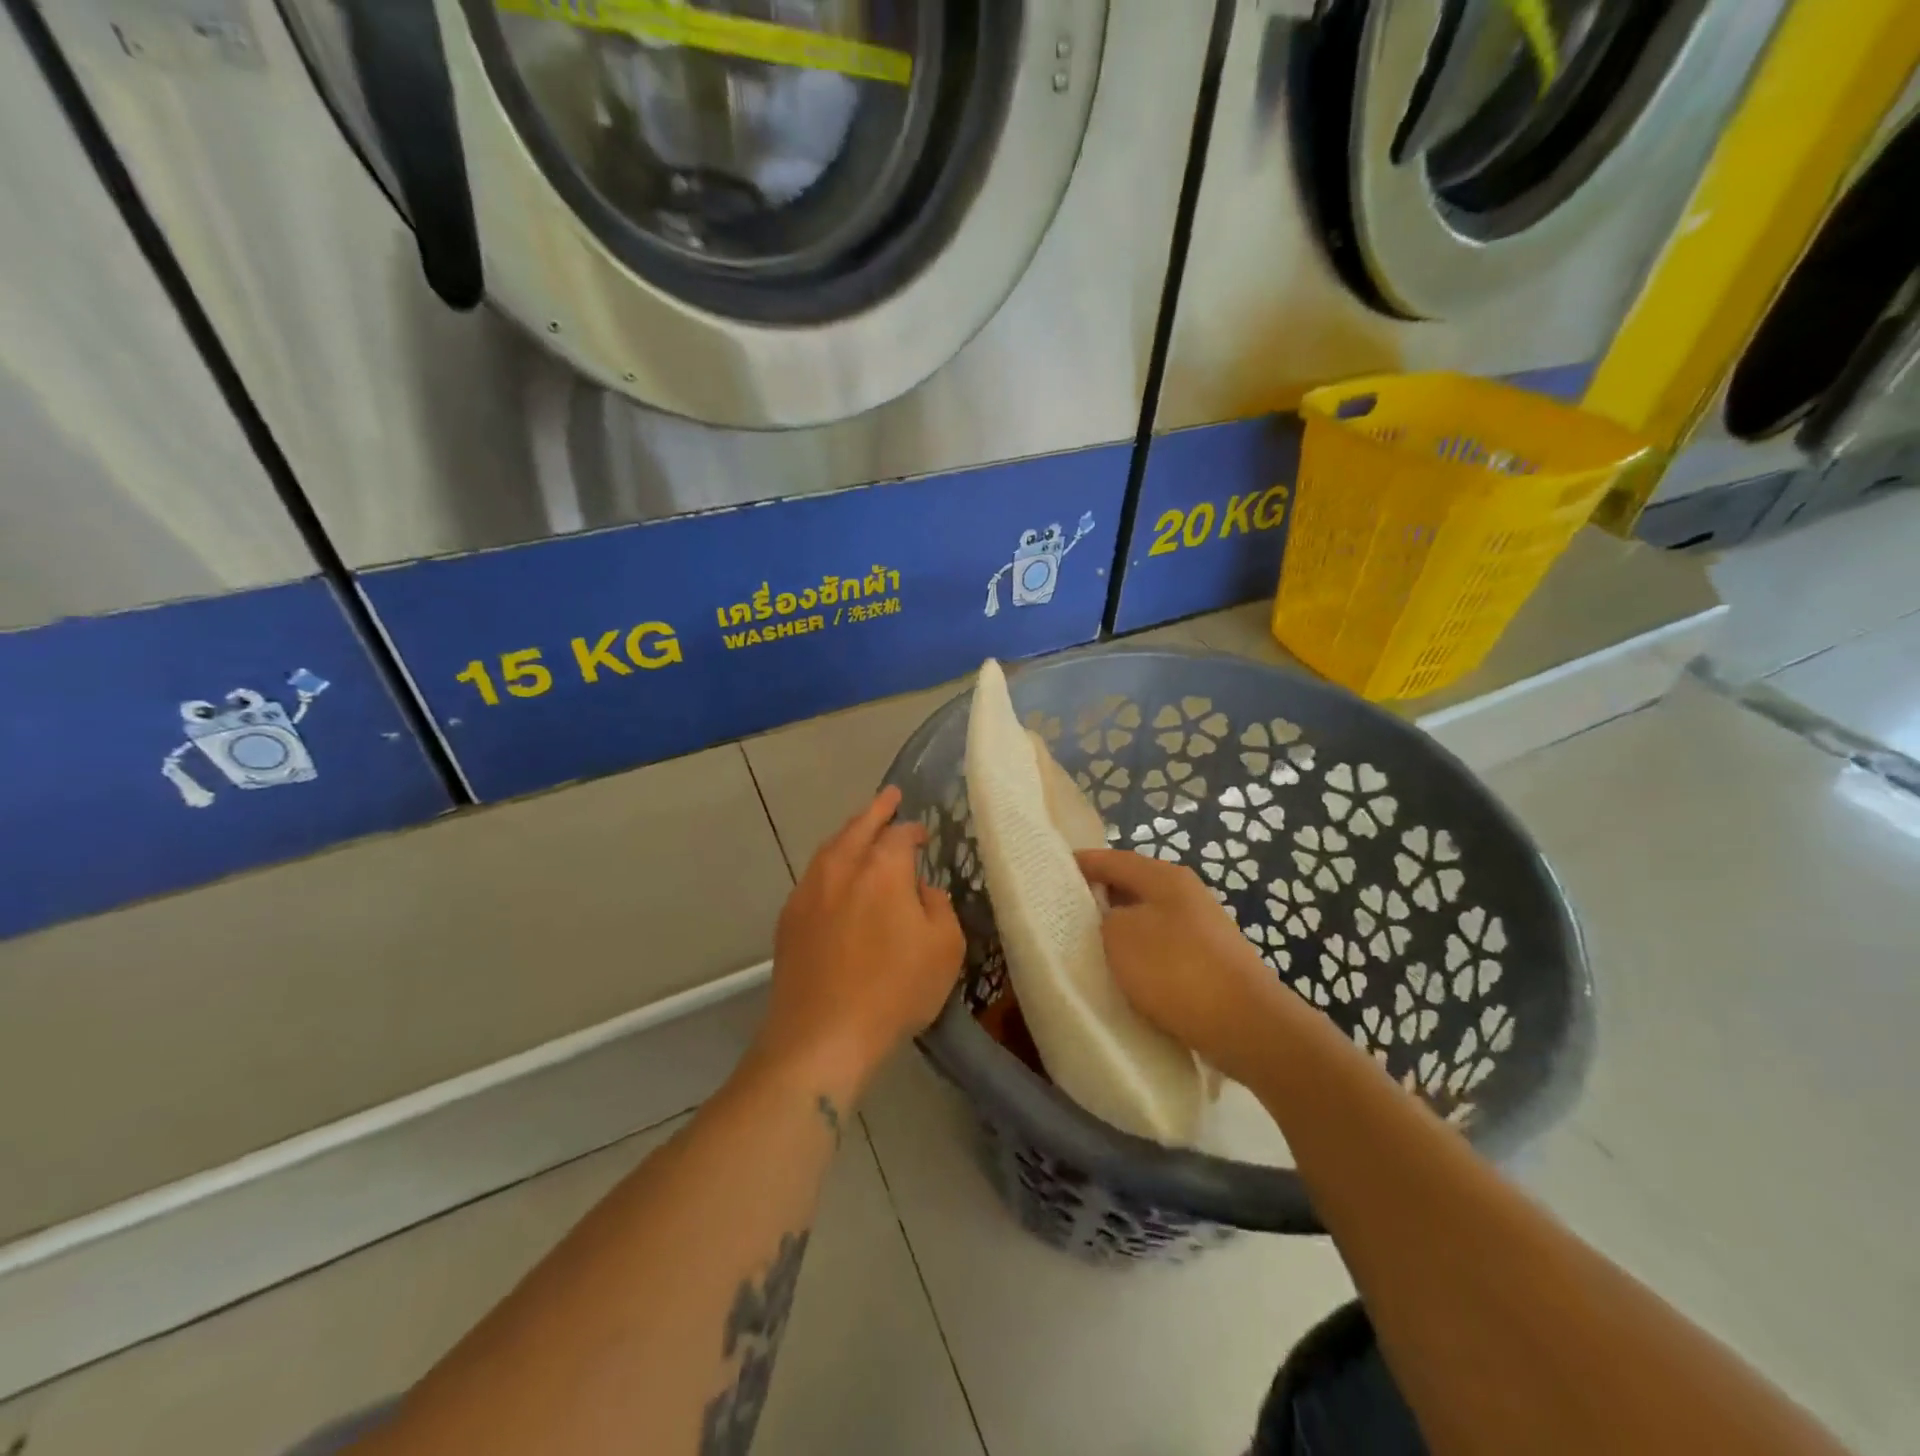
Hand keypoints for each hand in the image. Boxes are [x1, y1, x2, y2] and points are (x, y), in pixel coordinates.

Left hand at [755, 787, 964, 1097]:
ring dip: (850, 834)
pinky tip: (838, 879)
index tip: (923, 834)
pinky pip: (815, 876)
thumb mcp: (944, 949)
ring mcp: (809, 891)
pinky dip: (831, 864)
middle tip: (890, 797)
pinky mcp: (789, 918)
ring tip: (862, 830)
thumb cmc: (893, 992)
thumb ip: (938, 907)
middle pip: (858, 826)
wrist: (820, 1037)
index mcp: (882, 869)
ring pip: (831, 848)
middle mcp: (841, 868)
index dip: (913, 830)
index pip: (900, 834)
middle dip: (876, 810)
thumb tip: (920, 890)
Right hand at [1076, 848, 1286, 1083]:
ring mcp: (1202, 927)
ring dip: (1120, 929)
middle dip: (1099, 897)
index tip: (1051, 872)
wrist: (1246, 1026)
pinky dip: (1140, 954)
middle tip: (1064, 913)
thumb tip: (1110, 918)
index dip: (1081, 863)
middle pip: (1132, 886)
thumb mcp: (1120, 936)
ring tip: (1088, 946)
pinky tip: (1126, 974)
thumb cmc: (1176, 970)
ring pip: (1147, 919)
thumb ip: (1103, 917)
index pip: (1112, 859)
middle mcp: (1186, 893)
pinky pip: (1162, 947)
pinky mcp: (1209, 961)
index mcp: (1164, 876)